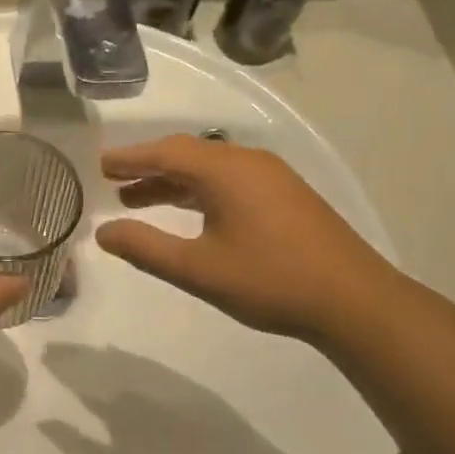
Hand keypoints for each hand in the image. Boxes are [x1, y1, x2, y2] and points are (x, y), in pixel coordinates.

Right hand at [94, 136, 398, 341]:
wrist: (354, 300)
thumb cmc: (269, 281)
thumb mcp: (198, 269)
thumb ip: (146, 248)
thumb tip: (103, 232)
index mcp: (225, 171)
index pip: (164, 152)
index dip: (129, 159)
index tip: (100, 166)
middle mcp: (248, 162)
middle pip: (187, 154)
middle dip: (148, 168)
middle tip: (114, 182)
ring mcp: (272, 177)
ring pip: (209, 169)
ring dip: (173, 182)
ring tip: (138, 201)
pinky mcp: (286, 195)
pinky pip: (230, 180)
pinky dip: (199, 191)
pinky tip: (190, 212)